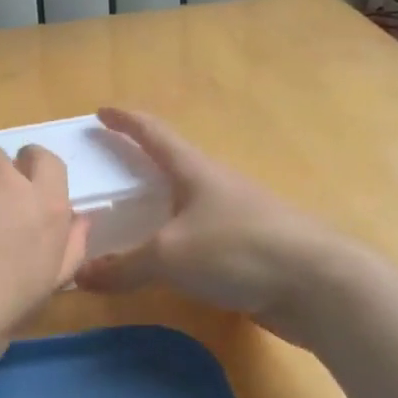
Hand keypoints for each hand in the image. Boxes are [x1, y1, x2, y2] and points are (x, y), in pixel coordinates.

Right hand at [74, 108, 341, 317]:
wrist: (319, 285)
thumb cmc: (238, 249)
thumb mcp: (169, 256)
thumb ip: (123, 266)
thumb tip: (78, 276)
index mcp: (195, 171)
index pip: (154, 134)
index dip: (126, 121)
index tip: (102, 111)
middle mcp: (216, 186)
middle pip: (172, 166)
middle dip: (140, 165)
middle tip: (108, 172)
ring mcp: (238, 217)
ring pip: (187, 205)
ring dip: (160, 207)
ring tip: (130, 221)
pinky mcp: (250, 250)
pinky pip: (200, 238)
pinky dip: (177, 242)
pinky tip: (166, 263)